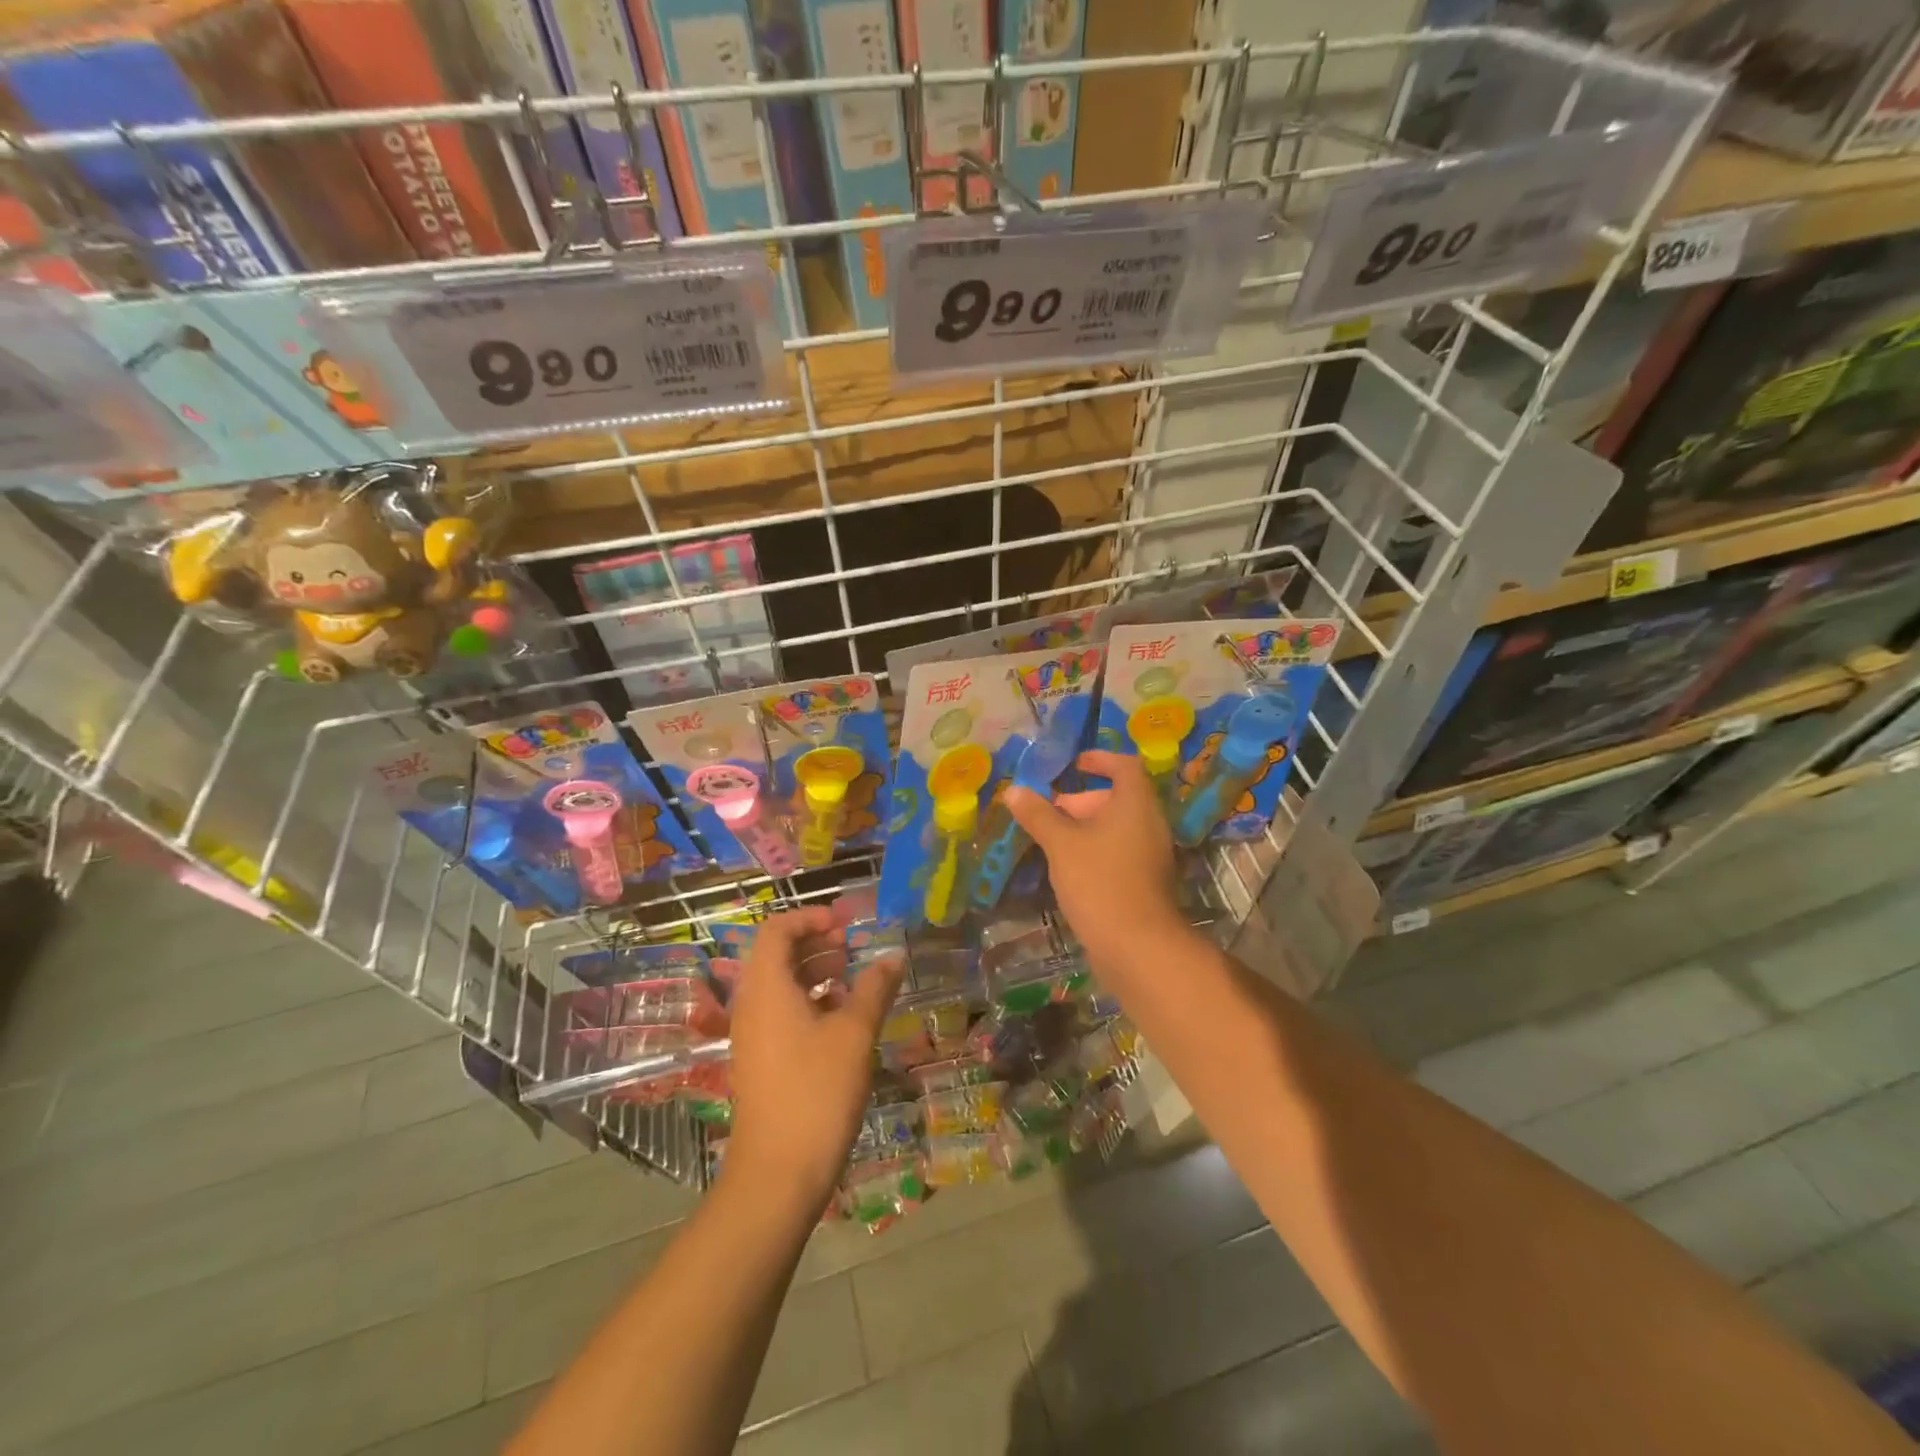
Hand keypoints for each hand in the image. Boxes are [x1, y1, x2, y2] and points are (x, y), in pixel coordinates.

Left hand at [725, 904, 904, 1214]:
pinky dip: (809, 1001)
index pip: (777, 929)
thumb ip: (874, 988)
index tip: (846, 924)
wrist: (777, 1174)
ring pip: (780, 984)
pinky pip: (781, 1012)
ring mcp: (752, 1034)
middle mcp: (751, 1004)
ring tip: (852, 978)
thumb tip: (894, 956)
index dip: (810, 917)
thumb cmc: (816, 1091)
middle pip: (777, 954)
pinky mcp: (760, 1059)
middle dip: (816, 942)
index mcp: (766, 987)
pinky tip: (842, 1018)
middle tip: (853, 947)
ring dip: (814, 972)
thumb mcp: (855, 1033)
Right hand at [1007, 750, 1188, 974]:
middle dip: (1081, 800)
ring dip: (1085, 828)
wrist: (1137, 947)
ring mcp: (1151, 855)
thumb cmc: (1100, 882)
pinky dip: (1095, 851)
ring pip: (1117, 828)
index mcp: (1136, 804)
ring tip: (1051, 842)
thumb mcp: (1061, 844)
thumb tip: (1014, 790)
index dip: (1100, 759)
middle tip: (1049, 812)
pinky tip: (1068, 869)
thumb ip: (1038, 815)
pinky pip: (1119, 852)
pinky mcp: (1145, 882)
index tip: (1073, 764)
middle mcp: (1149, 824)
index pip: (1124, 766)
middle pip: (1118, 798)